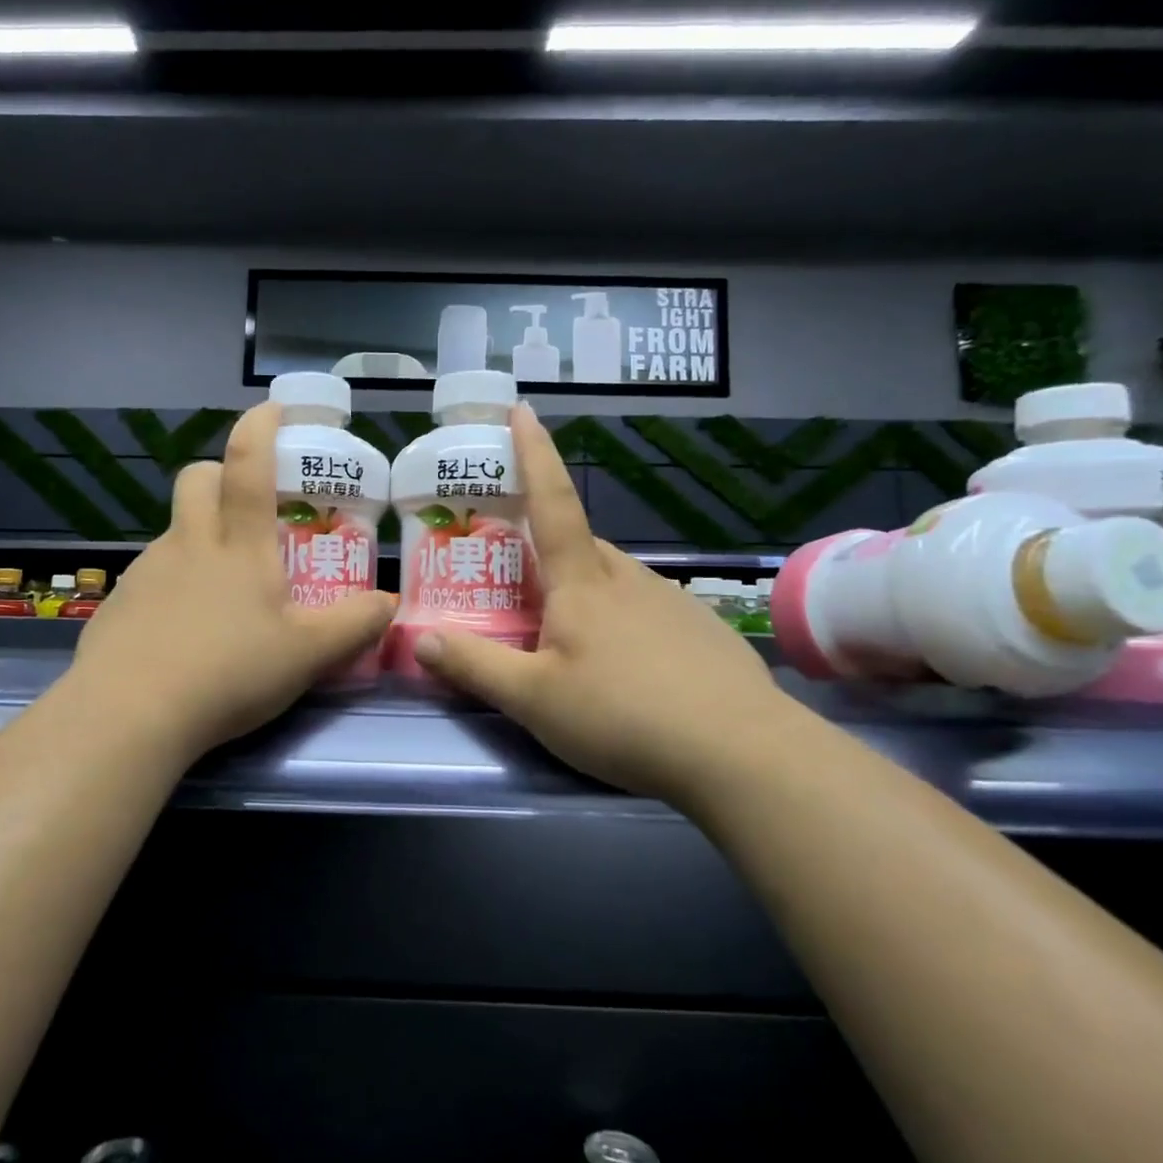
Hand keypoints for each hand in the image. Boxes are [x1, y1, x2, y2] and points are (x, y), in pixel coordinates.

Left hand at [63, 402, 393, 763]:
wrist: (130, 715)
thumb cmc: (228, 672)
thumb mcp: (308, 655)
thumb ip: (355, 625)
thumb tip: (390, 603)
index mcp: (238, 544)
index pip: (247, 464)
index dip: (260, 427)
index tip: (274, 409)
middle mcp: (189, 543)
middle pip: (197, 478)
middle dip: (221, 474)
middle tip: (249, 507)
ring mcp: (147, 571)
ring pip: (175, 528)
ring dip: (200, 534)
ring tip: (226, 588)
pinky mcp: (120, 604)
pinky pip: (152, 574)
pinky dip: (174, 582)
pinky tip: (186, 629)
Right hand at [410, 403, 784, 802]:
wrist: (742, 753)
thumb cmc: (623, 715)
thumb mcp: (533, 700)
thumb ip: (475, 666)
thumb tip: (420, 637)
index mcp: (583, 582)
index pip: (552, 501)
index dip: (534, 454)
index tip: (523, 409)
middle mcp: (628, 578)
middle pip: (580, 545)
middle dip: (548, 548)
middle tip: (521, 578)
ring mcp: (672, 603)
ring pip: (615, 581)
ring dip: (586, 591)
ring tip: (570, 638)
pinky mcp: (703, 632)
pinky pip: (649, 611)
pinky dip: (626, 623)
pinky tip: (629, 670)